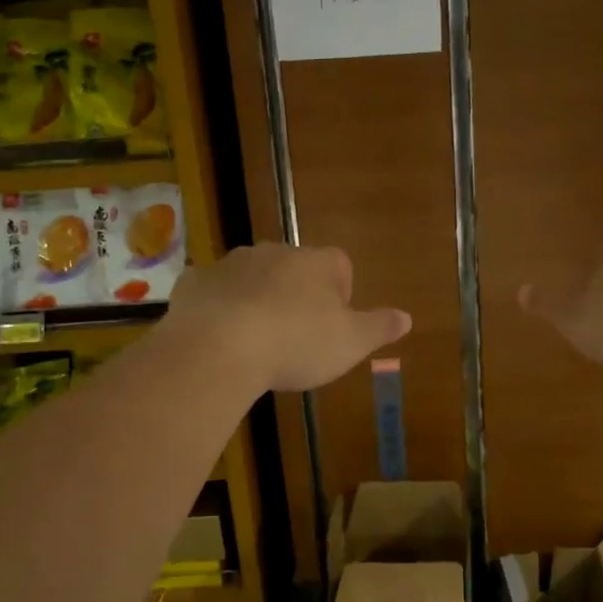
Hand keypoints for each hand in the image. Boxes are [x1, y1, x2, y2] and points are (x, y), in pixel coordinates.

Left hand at [166, 243, 411, 392]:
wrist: (217, 348)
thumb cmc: (295, 344)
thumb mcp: (350, 343)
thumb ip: (379, 327)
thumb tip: (407, 317)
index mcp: (316, 263)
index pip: (340, 265)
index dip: (341, 293)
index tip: (334, 325)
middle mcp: (275, 252)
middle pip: (295, 268)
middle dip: (297, 295)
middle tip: (296, 336)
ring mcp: (231, 264)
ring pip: (253, 276)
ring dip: (258, 299)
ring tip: (257, 340)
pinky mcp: (195, 282)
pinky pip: (214, 291)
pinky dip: (218, 307)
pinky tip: (218, 336)